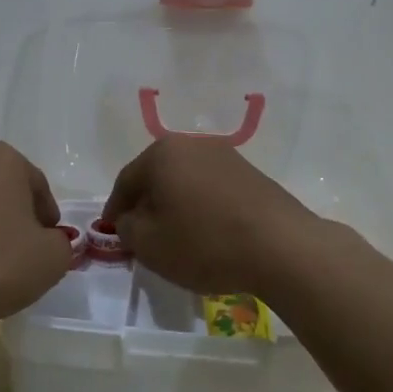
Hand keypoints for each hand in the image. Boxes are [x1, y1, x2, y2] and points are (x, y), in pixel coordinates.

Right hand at [100, 136, 322, 296]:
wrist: (281, 246)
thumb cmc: (204, 242)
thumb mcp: (149, 244)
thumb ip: (127, 227)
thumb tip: (129, 218)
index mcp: (162, 153)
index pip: (126, 181)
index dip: (115, 209)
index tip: (111, 231)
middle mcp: (192, 144)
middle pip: (157, 175)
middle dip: (146, 204)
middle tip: (140, 233)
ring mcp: (225, 156)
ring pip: (185, 181)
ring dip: (175, 204)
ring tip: (175, 236)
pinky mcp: (251, 173)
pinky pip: (212, 188)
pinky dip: (201, 206)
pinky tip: (206, 232)